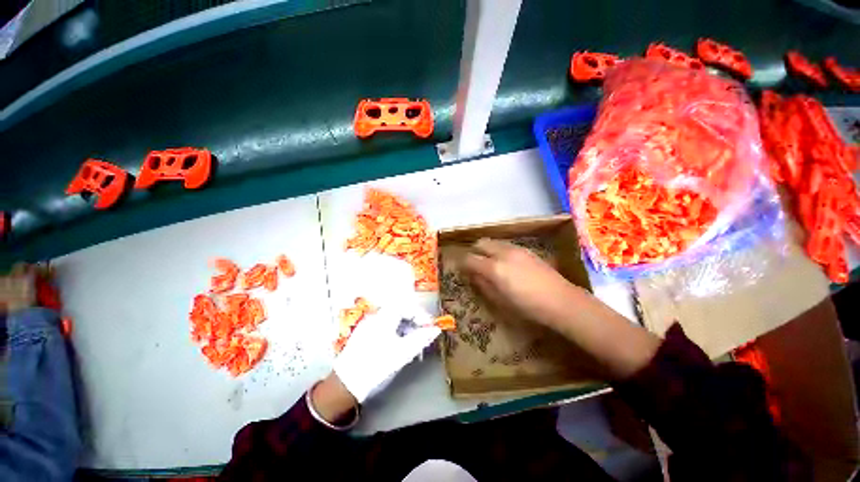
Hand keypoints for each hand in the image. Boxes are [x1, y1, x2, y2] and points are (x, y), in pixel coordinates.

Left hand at [331, 253, 440, 403]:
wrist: (345, 385)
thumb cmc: (376, 366)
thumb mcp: (402, 353)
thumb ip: (421, 339)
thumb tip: (436, 330)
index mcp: (384, 317)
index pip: (407, 306)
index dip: (421, 314)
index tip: (430, 327)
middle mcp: (375, 316)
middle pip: (400, 310)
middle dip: (414, 320)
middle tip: (423, 333)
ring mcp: (368, 324)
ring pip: (392, 318)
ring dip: (406, 326)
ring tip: (413, 341)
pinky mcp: (364, 334)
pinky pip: (385, 326)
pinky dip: (396, 331)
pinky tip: (399, 344)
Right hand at [463, 238, 660, 379]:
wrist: (562, 301)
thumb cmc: (528, 308)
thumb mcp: (500, 301)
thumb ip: (483, 285)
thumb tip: (472, 275)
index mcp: (494, 269)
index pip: (469, 259)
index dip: (462, 264)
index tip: (461, 269)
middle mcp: (502, 253)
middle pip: (481, 244)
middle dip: (474, 252)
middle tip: (474, 264)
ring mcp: (516, 249)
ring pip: (493, 242)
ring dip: (486, 250)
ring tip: (489, 263)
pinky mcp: (526, 250)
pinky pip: (505, 245)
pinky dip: (498, 250)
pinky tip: (505, 263)